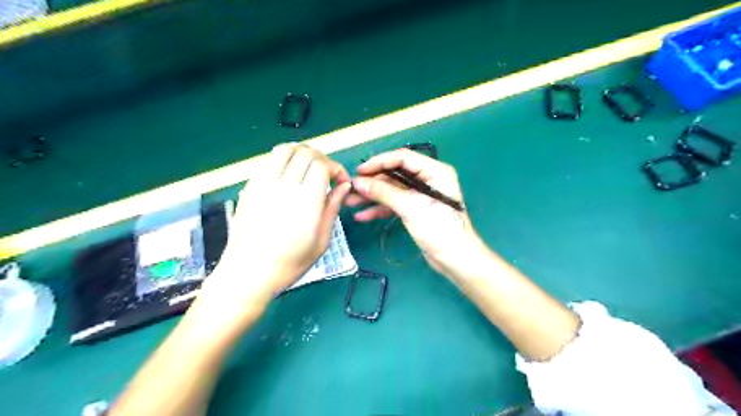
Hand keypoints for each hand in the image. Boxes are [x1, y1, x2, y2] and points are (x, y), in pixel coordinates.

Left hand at [196, 144, 351, 320]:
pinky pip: (268, 161)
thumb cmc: (290, 263)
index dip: (336, 168)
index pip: (322, 165)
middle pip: (304, 152)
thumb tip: (344, 186)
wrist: (248, 273)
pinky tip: (288, 176)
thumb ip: (332, 208)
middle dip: (321, 158)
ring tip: (308, 167)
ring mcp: (263, 184)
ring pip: (284, 149)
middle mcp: (284, 186)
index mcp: (306, 201)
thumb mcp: (321, 240)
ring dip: (300, 152)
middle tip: (326, 174)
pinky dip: (283, 160)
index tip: (340, 181)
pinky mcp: (249, 187)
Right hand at [347, 148, 487, 277]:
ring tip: (350, 202)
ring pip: (392, 190)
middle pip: (395, 174)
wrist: (455, 259)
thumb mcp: (411, 208)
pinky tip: (363, 216)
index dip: (379, 162)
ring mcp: (420, 195)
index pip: (402, 158)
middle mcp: (427, 179)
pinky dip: (380, 209)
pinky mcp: (415, 209)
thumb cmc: (439, 230)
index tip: (359, 172)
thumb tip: (357, 183)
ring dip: (372, 196)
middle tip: (350, 188)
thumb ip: (384, 193)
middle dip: (372, 182)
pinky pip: (394, 203)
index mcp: (434, 171)